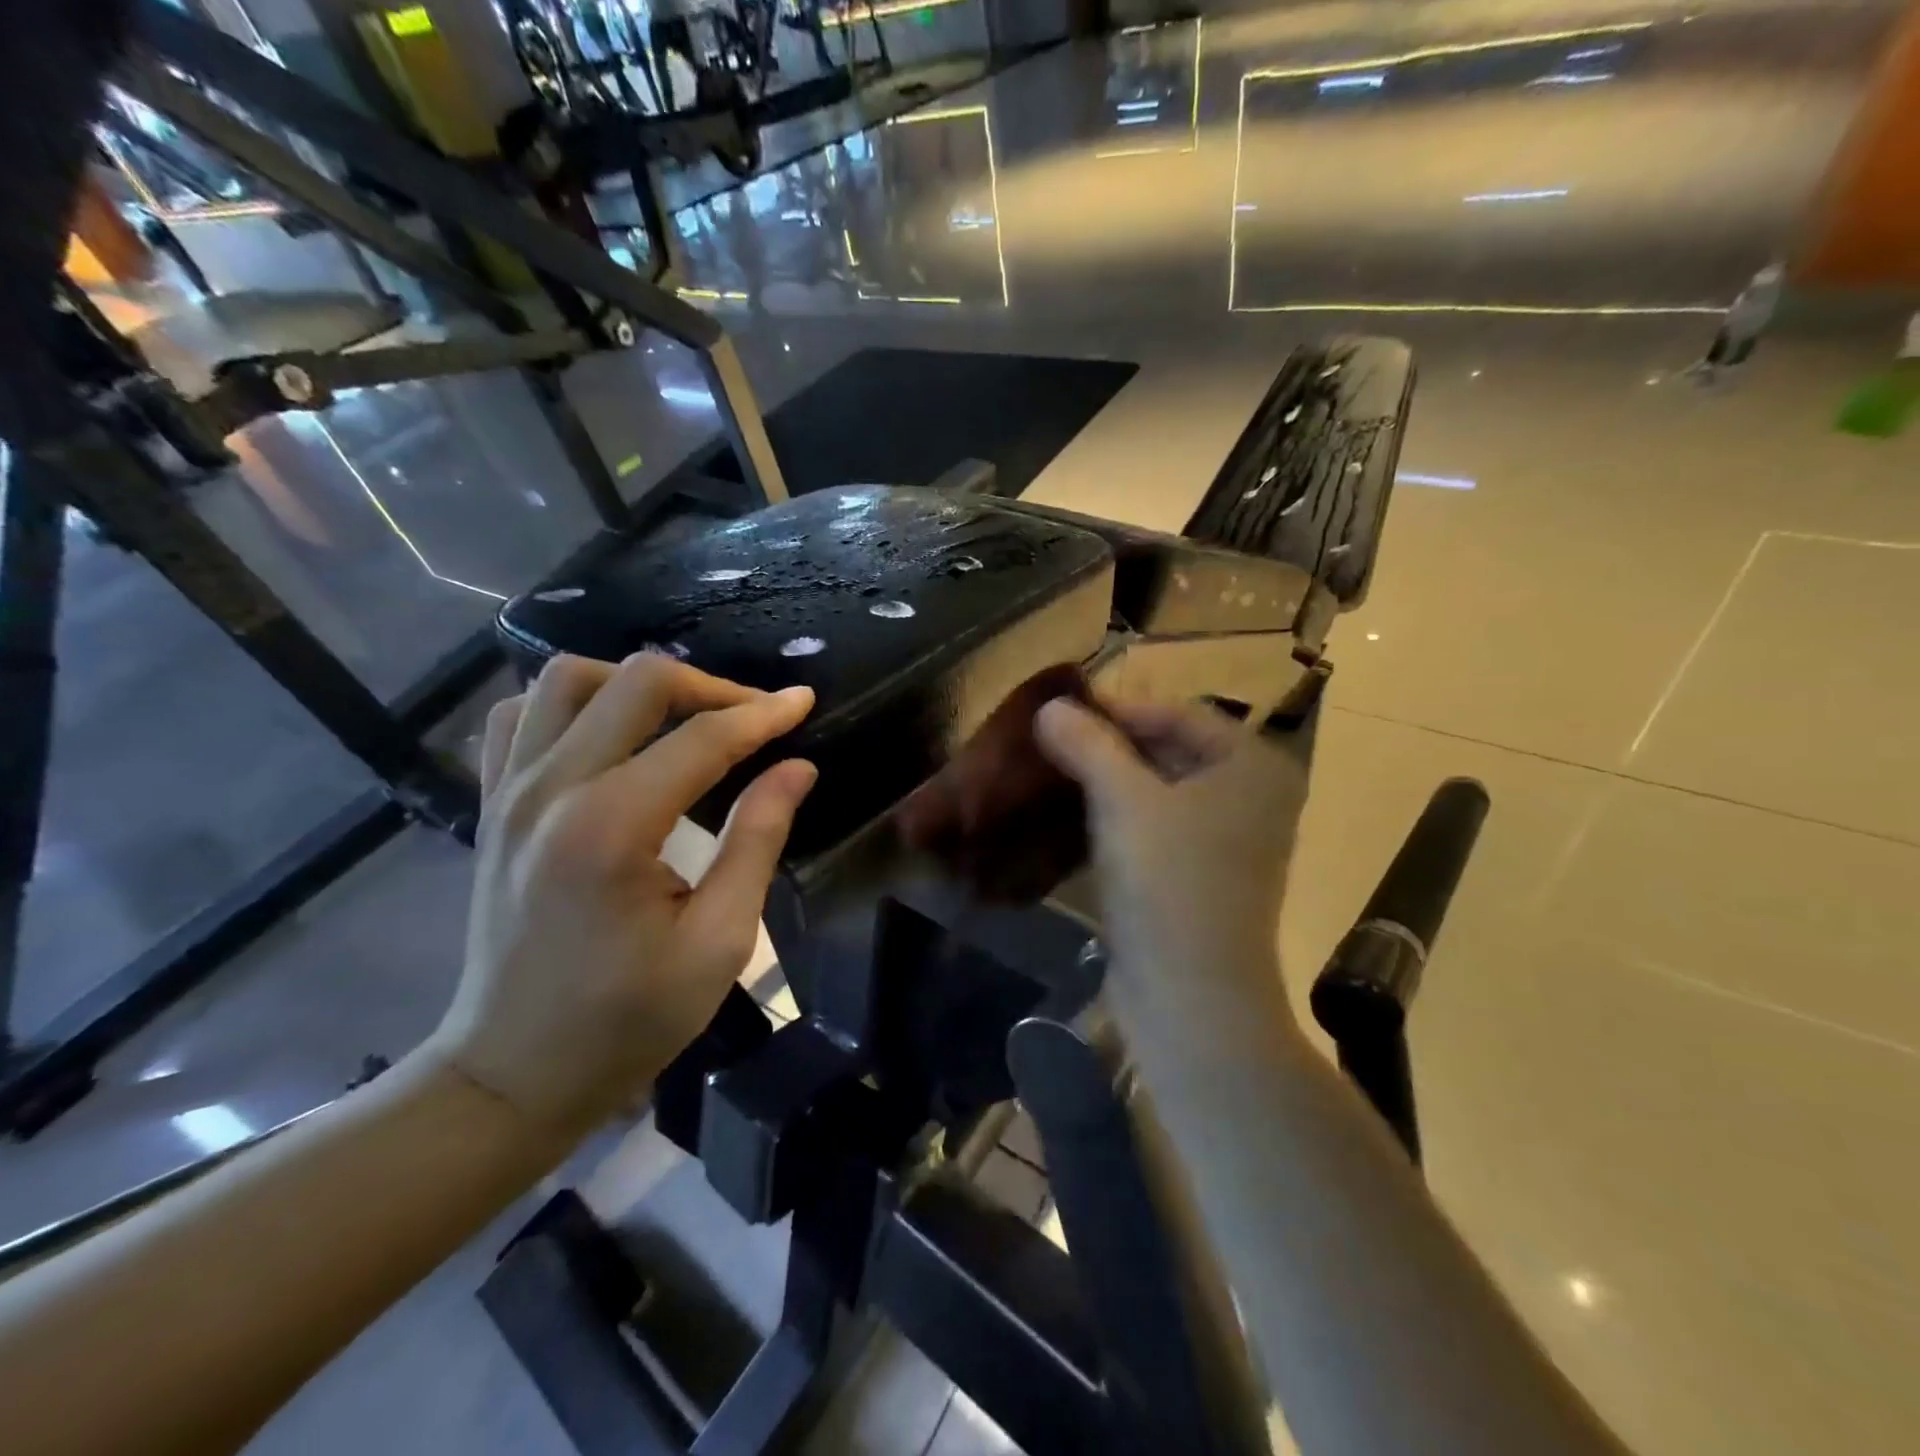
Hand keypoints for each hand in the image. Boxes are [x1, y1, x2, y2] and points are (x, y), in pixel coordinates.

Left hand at [431, 653, 816, 1137]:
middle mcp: (550, 790)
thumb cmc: (627, 1020)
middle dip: (709, 687)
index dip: (763, 714)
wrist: (514, 1072)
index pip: (702, 738)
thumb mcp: (719, 941)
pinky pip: (519, 714)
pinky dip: (571, 704)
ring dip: (636, 684)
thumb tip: (796, 768)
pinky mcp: (491, 804)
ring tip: (683, 718)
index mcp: (610, 828)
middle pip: (634, 682)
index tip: (805, 702)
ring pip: (567, 679)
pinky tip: (609, 734)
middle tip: (754, 718)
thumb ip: (758, 841)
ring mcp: (508, 791)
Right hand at [1034, 696, 1314, 1029]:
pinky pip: (1156, 827)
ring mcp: (1228, 841)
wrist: (1191, 998)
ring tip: (1054, 774)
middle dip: (1109, 746)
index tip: (1059, 713)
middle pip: (1170, 750)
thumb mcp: (1124, 800)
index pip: (1178, 714)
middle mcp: (1251, 797)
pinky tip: (1074, 817)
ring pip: (1159, 791)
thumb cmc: (1168, 882)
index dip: (1117, 709)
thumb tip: (1049, 706)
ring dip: (1109, 782)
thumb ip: (1088, 744)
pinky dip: (1119, 818)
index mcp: (1253, 766)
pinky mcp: (1201, 876)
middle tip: (1051, 743)